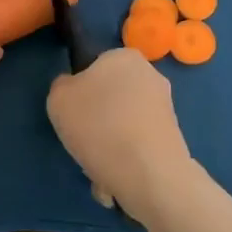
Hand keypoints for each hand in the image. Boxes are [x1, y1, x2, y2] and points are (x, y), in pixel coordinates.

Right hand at [47, 48, 194, 217]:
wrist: (148, 174)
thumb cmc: (98, 125)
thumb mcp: (58, 98)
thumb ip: (62, 86)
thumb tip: (75, 89)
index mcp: (124, 57)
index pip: (94, 66)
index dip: (80, 89)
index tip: (73, 112)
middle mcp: (151, 75)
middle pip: (111, 95)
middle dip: (97, 117)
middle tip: (83, 138)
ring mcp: (166, 107)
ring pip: (124, 122)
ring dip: (109, 141)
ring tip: (99, 164)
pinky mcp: (173, 137)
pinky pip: (137, 143)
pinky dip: (125, 157)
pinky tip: (116, 174)